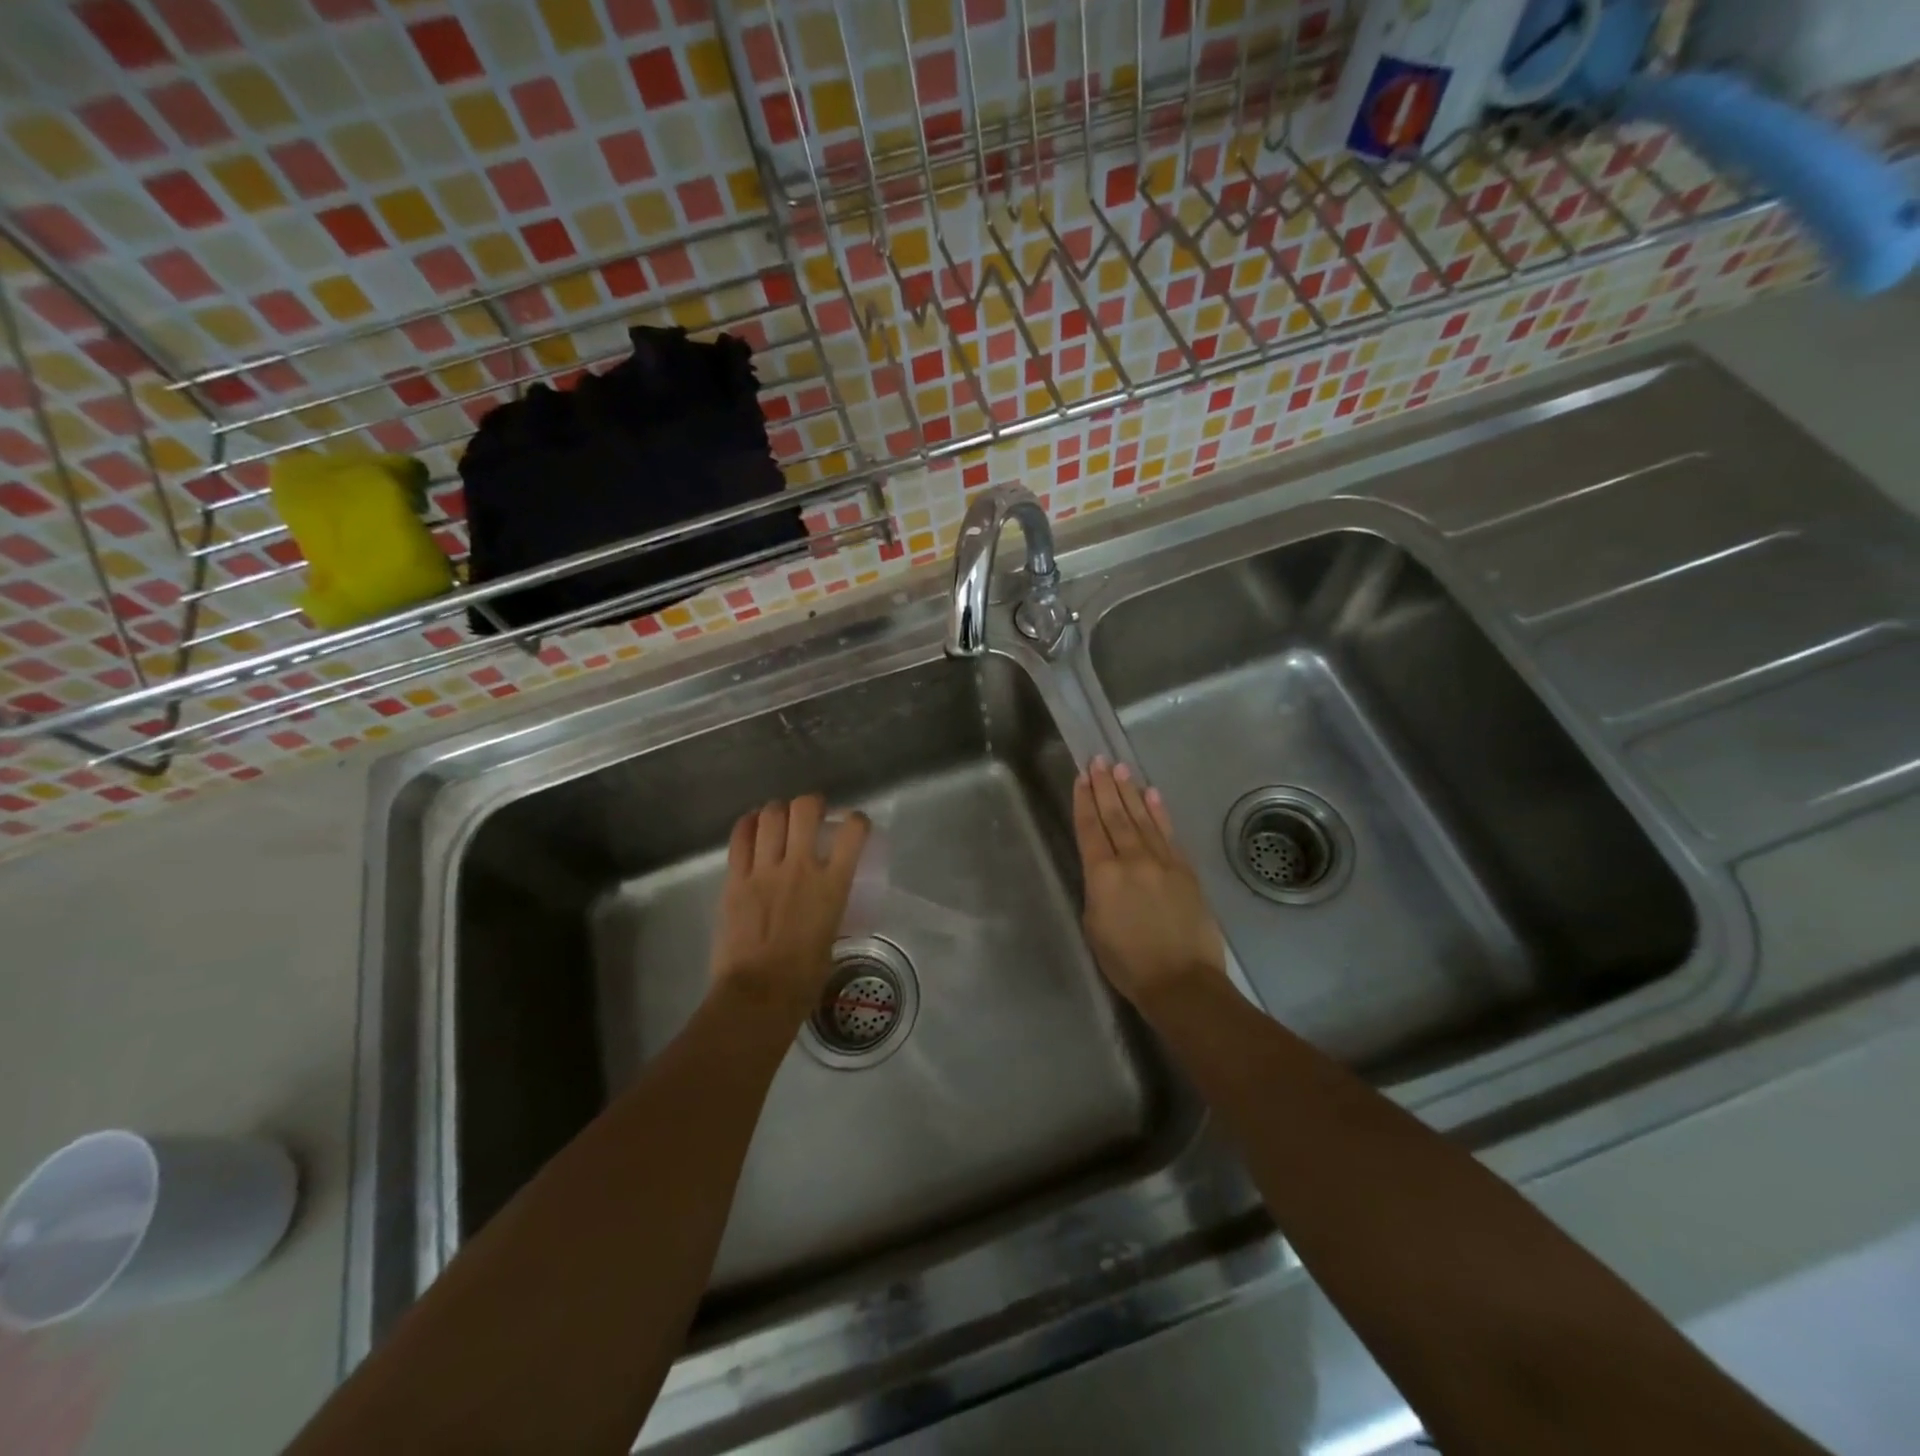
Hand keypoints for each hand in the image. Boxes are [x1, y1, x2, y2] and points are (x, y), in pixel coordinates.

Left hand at [711, 796, 870, 1016]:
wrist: (758, 995)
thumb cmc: (803, 979)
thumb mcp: (830, 937)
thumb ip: (828, 910)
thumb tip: (822, 905)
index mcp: (832, 885)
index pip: (853, 831)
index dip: (856, 820)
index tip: (853, 825)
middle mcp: (801, 868)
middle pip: (806, 808)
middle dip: (811, 804)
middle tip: (811, 815)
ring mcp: (764, 870)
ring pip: (771, 815)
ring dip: (778, 811)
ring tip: (779, 819)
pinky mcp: (735, 879)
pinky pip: (740, 838)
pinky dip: (748, 825)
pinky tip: (752, 827)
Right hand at [1073, 757, 1227, 1008]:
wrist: (1182, 981)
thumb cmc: (1128, 963)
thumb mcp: (1094, 927)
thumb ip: (1097, 890)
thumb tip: (1105, 872)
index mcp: (1102, 875)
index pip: (1090, 829)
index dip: (1084, 801)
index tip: (1081, 777)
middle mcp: (1131, 860)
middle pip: (1115, 816)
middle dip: (1105, 787)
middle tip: (1100, 761)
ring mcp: (1162, 862)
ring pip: (1142, 819)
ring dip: (1130, 792)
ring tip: (1121, 769)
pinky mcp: (1185, 870)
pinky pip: (1169, 834)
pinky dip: (1159, 812)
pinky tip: (1152, 795)